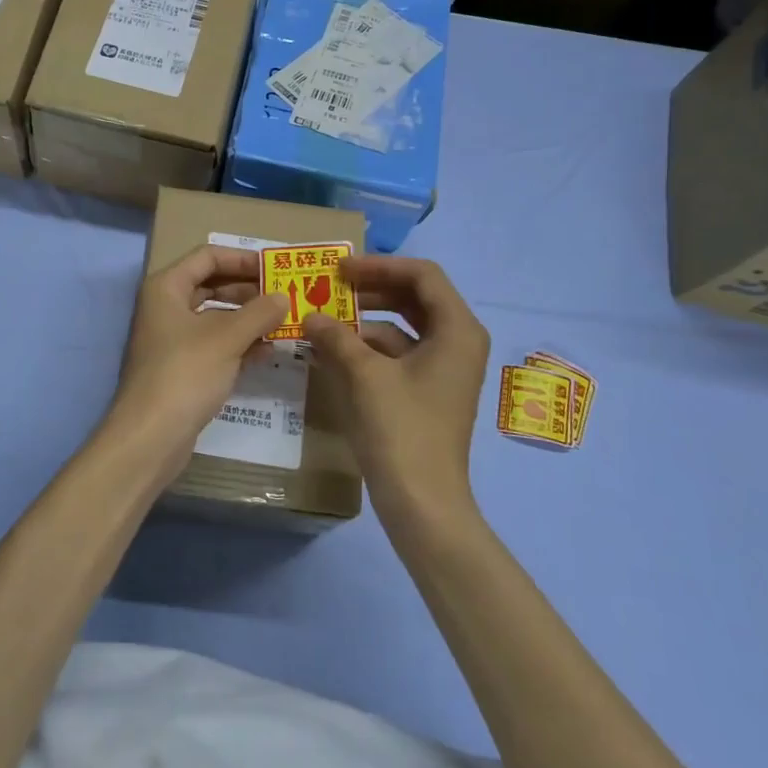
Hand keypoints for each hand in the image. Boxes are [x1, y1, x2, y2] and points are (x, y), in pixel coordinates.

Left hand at [105, 244, 288, 477]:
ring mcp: (173, 340)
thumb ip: (259, 313)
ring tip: (285, 322)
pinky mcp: (182, 368)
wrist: (150, 437)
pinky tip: (269, 350)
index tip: (275, 268)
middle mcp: (166, 308)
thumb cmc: (185, 373)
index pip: (207, 256)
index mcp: (167, 288)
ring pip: (216, 318)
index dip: (242, 259)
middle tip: (287, 296)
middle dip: (249, 290)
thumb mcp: (227, 338)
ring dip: (248, 319)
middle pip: (212, 285)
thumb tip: (284, 297)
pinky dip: (239, 344)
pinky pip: (215, 346)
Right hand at [302, 256, 488, 523]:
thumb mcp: (364, 376)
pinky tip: (331, 351)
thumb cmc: (401, 430)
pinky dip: (367, 348)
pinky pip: (398, 354)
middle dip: (371, 290)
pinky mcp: (427, 390)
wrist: (422, 501)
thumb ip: (336, 336)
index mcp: (457, 329)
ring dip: (364, 320)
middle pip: (414, 297)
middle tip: (330, 287)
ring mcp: (444, 368)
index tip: (341, 270)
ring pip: (403, 326)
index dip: (380, 266)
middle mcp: (457, 342)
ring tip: (322, 319)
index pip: (422, 275)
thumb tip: (310, 316)